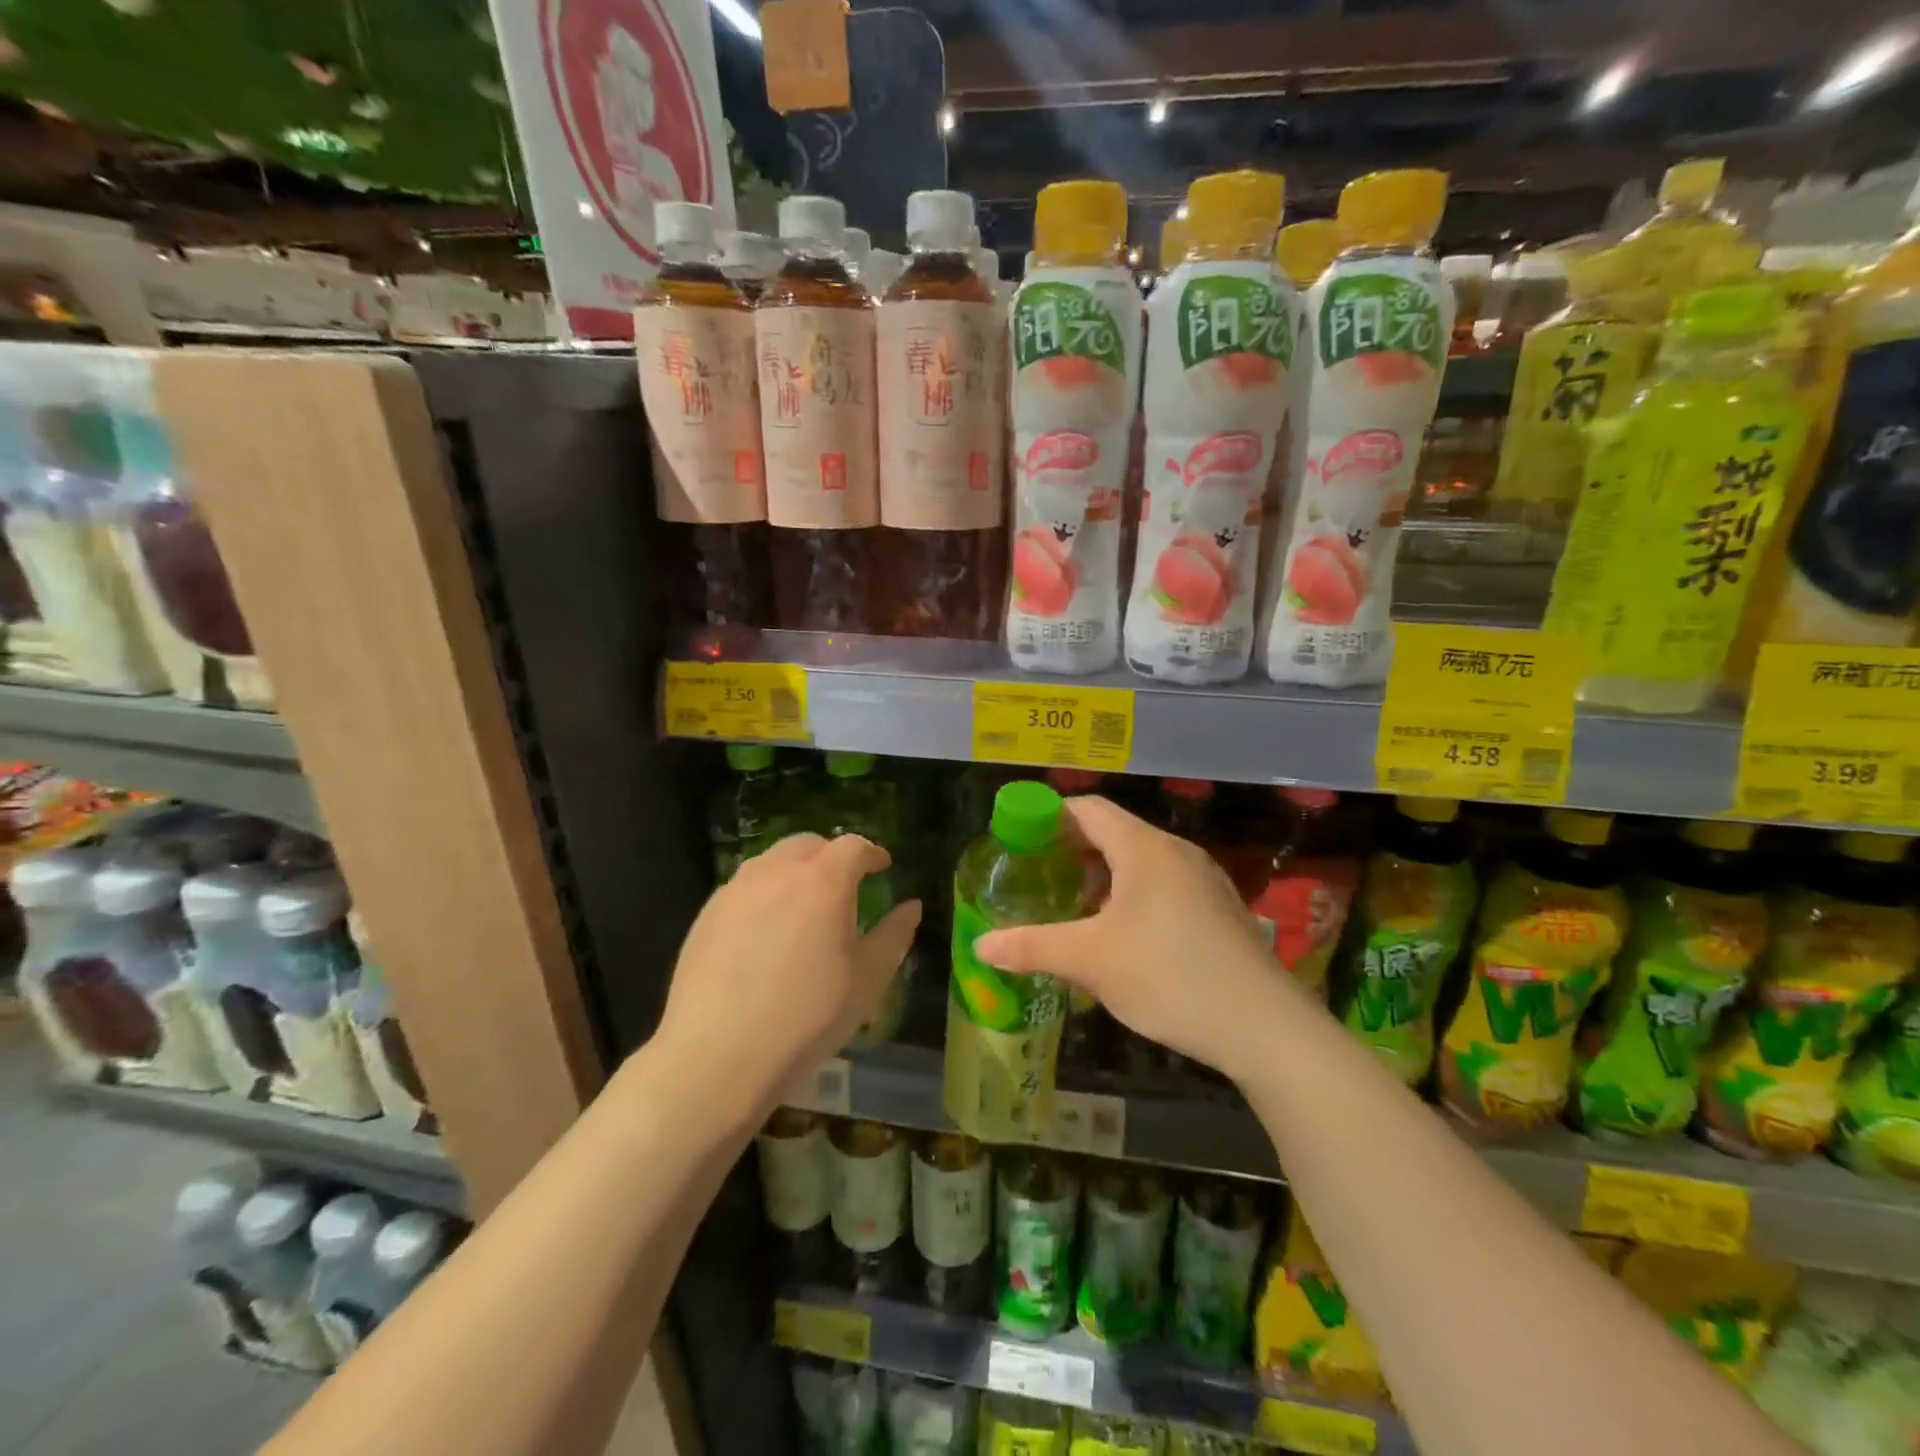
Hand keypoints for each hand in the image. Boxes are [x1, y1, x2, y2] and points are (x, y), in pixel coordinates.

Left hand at [656, 834, 920, 1118]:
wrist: (717, 1054)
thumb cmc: (806, 1017)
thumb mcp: (866, 981)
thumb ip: (893, 936)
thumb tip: (911, 907)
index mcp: (823, 881)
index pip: (853, 846)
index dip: (872, 853)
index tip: (882, 867)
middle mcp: (778, 872)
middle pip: (809, 844)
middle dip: (832, 855)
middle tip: (845, 882)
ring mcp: (736, 889)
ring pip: (772, 861)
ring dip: (795, 870)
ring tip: (804, 903)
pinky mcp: (707, 913)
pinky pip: (744, 887)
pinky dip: (764, 892)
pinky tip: (766, 930)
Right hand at [974, 796, 1293, 1082]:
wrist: (1265, 1027)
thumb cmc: (1169, 977)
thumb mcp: (1091, 961)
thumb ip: (1032, 947)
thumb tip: (980, 945)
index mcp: (1144, 848)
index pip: (1088, 809)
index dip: (1049, 817)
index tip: (1019, 840)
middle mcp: (1176, 852)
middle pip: (1114, 832)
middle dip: (1072, 849)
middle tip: (1038, 875)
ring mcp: (1204, 879)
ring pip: (1140, 861)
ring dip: (1103, 875)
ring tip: (1073, 906)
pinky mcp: (1219, 909)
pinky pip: (1164, 884)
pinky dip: (1132, 894)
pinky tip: (1121, 935)